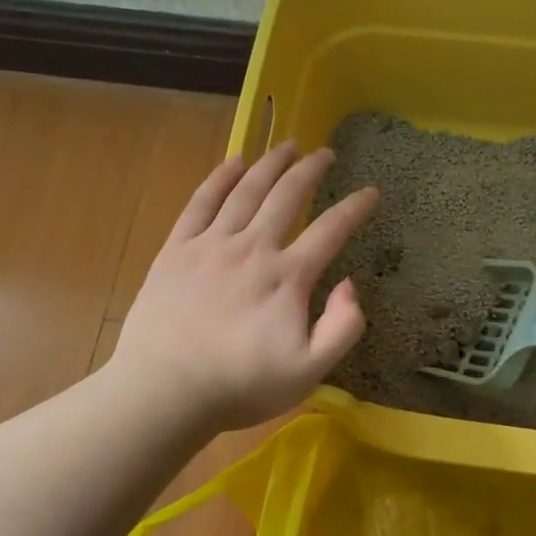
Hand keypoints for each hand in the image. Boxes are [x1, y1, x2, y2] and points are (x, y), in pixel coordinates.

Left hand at [114, 142, 378, 432]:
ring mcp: (211, 245)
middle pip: (287, 196)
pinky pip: (201, 202)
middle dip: (311, 170)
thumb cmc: (240, 386)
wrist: (165, 390)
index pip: (330, 230)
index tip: (370, 191)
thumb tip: (350, 284)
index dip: (354, 207)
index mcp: (287, 277)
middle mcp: (252, 248)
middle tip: (325, 153)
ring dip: (270, 164)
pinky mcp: (177, 249)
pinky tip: (234, 161)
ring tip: (287, 145)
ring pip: (247, 190)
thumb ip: (341, 327)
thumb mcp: (308, 371)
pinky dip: (220, 177)